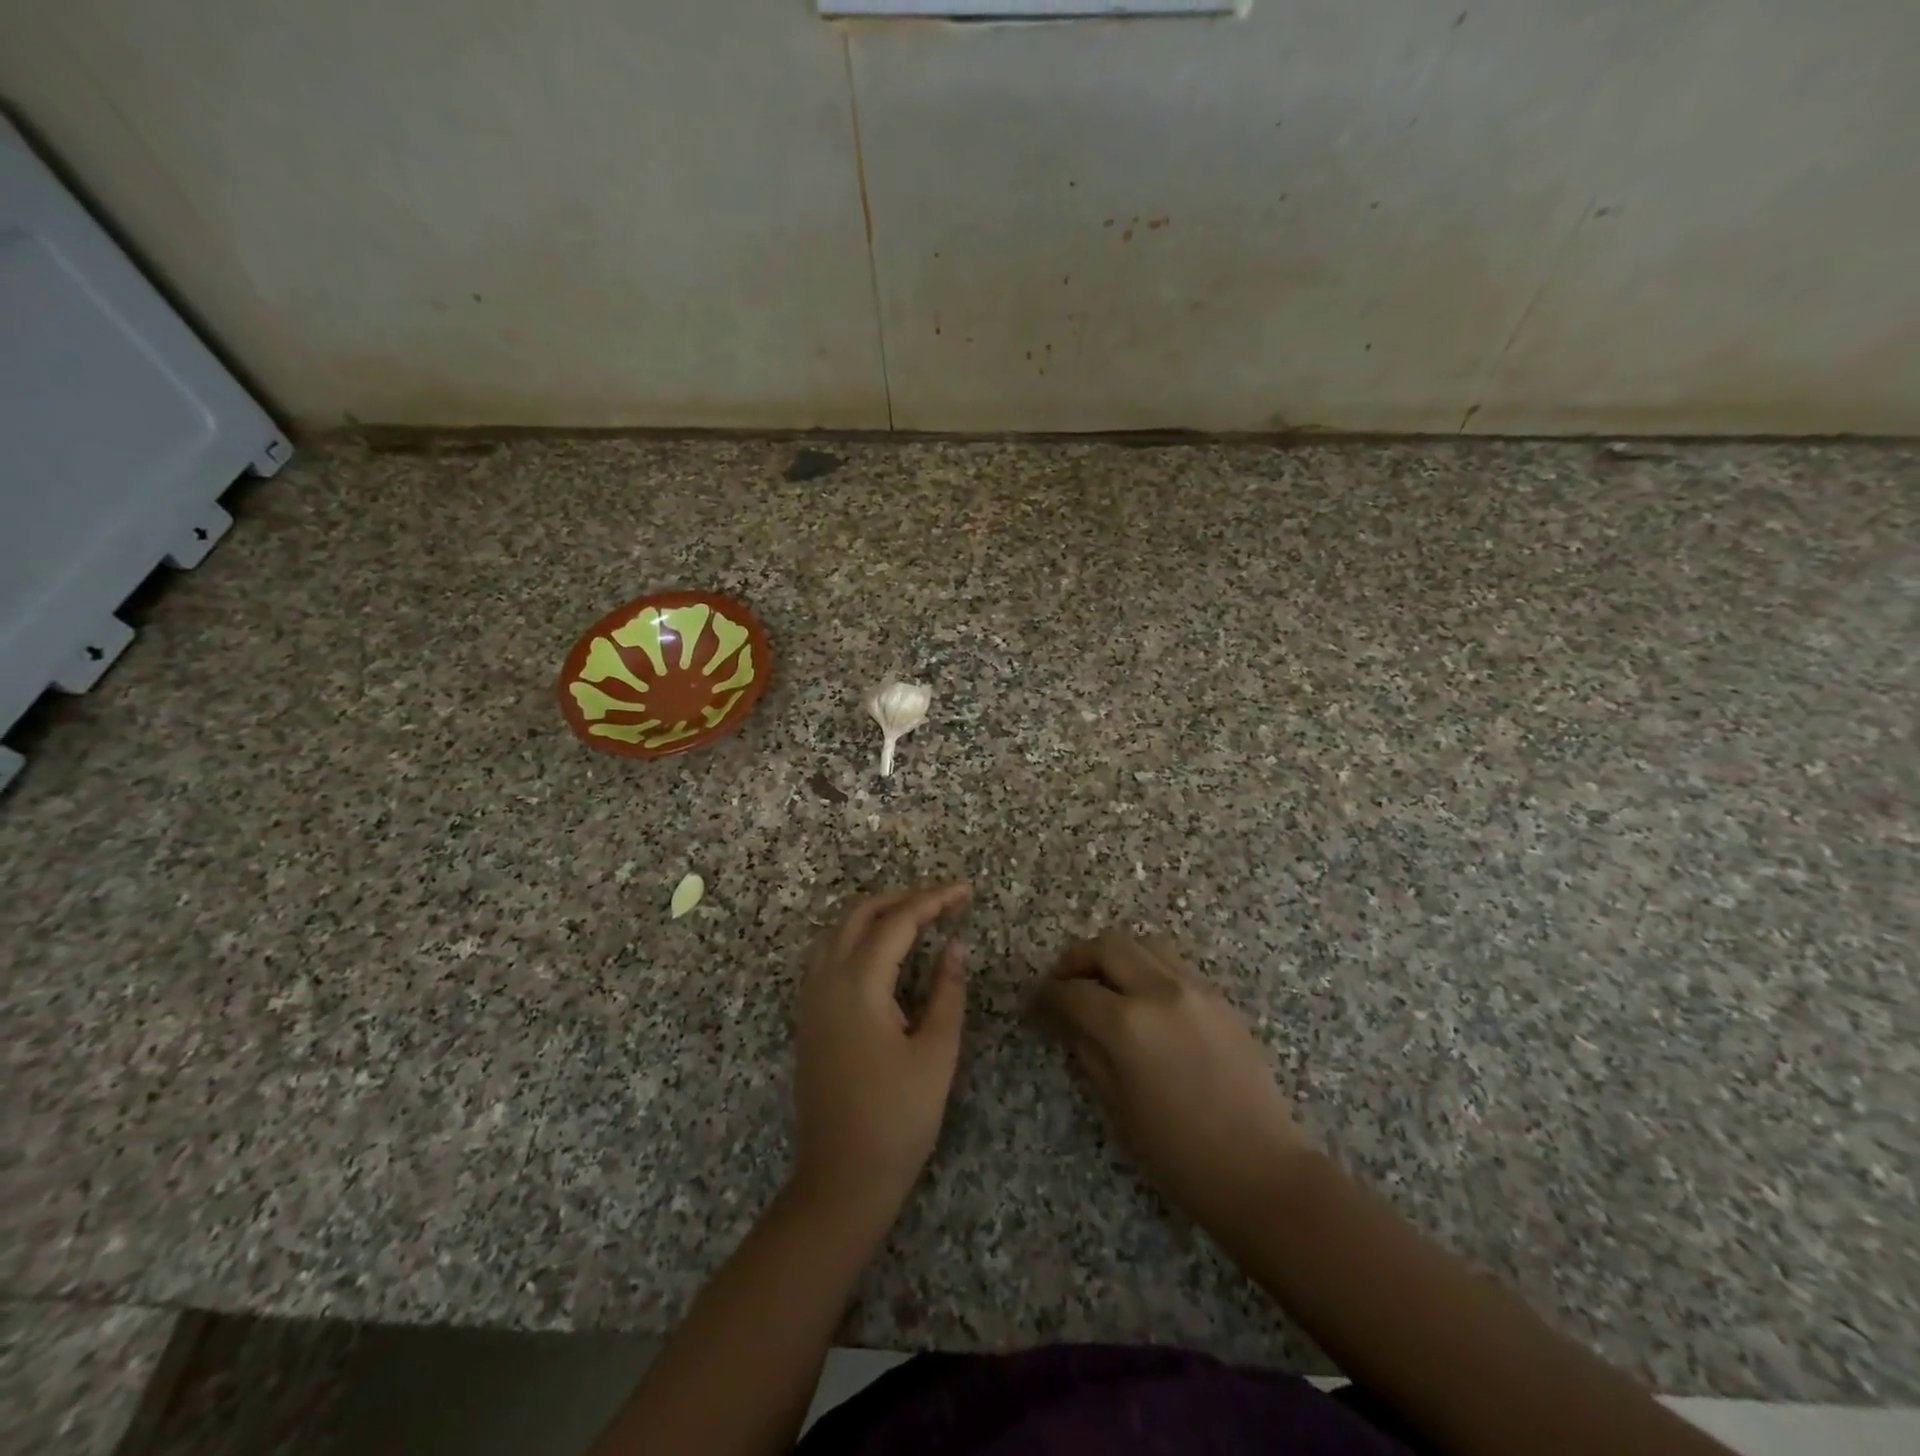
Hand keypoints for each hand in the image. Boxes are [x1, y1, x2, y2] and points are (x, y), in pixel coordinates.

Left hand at [792, 883, 969, 1211]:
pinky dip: (853, 936)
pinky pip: (825, 955)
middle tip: (940, 901)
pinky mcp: (807, 1018)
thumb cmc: (898, 1119)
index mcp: (859, 985)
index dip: (932, 901)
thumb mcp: (936, 1053)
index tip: (963, 892)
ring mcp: (810, 999)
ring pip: (836, 931)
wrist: (841, 1179)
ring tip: (914, 917)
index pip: (897, 922)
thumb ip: (947, 992)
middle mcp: (826, 981)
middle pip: (859, 915)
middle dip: (900, 898)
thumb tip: (956, 946)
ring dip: (873, 914)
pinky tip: (879, 952)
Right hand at [1037, 931, 1313, 1242]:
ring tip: (1106, 983)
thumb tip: (1072, 1020)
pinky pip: (1174, 966)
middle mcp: (1160, 991)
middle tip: (1065, 981)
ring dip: (1117, 955)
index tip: (1037, 1002)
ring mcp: (1196, 989)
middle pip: (1108, 945)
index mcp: (1127, 1024)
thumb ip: (1088, 1051)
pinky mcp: (1220, 999)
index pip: (1073, 991)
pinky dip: (1149, 969)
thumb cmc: (1178, 1153)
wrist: (1260, 1171)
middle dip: (1078, 958)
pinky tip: (1145, 1001)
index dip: (1048, 994)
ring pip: (1145, 944)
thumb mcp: (1116, 1106)